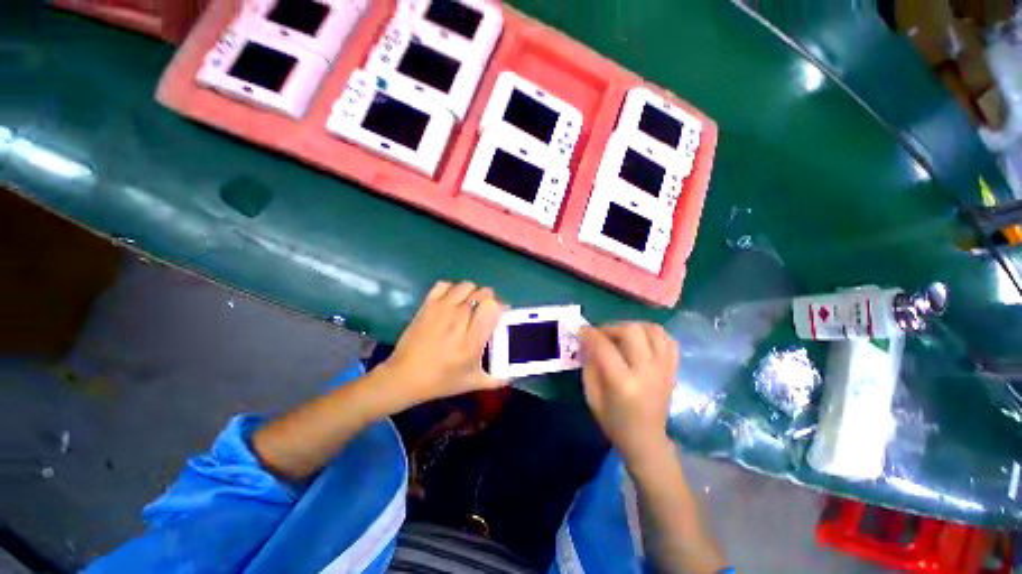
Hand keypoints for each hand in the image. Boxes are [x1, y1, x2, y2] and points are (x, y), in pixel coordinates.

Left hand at [381, 281, 506, 405]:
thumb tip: (512, 376)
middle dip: (489, 299)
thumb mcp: (472, 383)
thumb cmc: (441, 380)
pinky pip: (444, 285)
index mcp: (473, 339)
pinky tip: (451, 301)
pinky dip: (451, 289)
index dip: (500, 307)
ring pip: (466, 286)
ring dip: (472, 292)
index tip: (500, 315)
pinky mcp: (427, 305)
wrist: (404, 376)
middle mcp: (459, 319)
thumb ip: (496, 380)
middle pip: (483, 293)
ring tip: (469, 305)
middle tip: (485, 312)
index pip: (493, 307)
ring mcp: (442, 309)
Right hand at [579, 322, 677, 464]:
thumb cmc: (614, 421)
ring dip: (633, 327)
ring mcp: (663, 369)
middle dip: (612, 327)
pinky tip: (641, 341)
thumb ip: (589, 365)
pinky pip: (668, 340)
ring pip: (653, 330)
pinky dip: (653, 334)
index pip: (605, 347)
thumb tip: (586, 340)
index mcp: (623, 383)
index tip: (581, 330)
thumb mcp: (592, 396)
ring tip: (621, 335)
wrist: (647, 441)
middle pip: (632, 331)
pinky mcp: (672, 369)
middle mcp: (647, 372)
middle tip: (601, 335)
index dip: (590, 334)